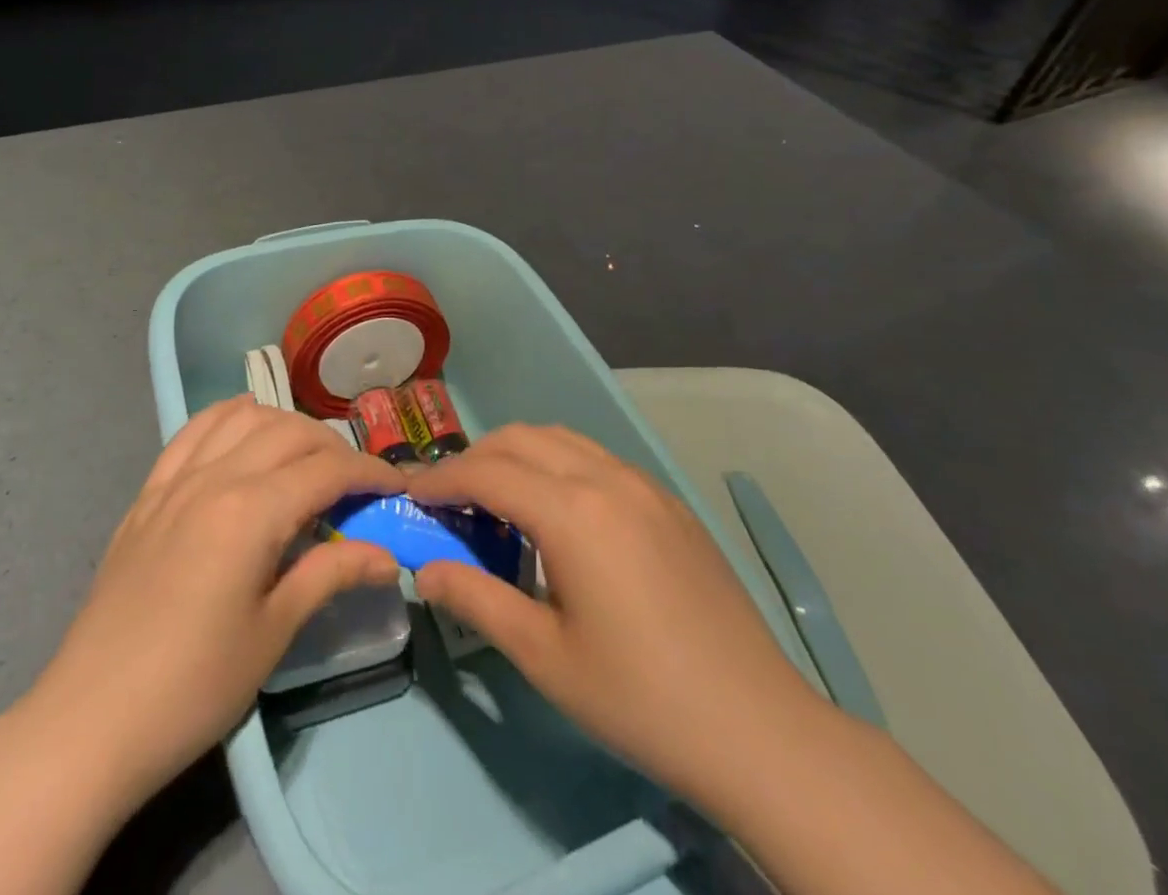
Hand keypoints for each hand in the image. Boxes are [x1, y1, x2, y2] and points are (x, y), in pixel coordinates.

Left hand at [29, 395, 404, 809]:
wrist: (91, 721)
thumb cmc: (193, 686)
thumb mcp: (273, 632)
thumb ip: (331, 574)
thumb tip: (388, 554)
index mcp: (250, 511)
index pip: (326, 469)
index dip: (370, 472)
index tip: (398, 487)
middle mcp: (214, 477)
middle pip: (289, 432)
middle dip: (333, 448)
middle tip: (356, 485)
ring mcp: (175, 480)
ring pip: (242, 416)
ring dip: (284, 425)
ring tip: (304, 459)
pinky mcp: (148, 493)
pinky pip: (193, 430)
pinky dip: (228, 417)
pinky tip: (244, 428)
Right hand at [408, 424, 826, 813]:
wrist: (757, 729)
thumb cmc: (639, 698)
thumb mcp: (544, 656)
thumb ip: (475, 600)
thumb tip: (424, 569)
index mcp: (572, 512)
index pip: (487, 472)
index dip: (442, 479)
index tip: (410, 494)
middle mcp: (606, 478)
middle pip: (521, 439)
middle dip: (476, 459)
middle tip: (450, 500)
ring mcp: (643, 485)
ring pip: (561, 439)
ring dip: (518, 455)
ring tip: (499, 500)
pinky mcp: (669, 502)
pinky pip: (597, 459)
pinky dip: (559, 465)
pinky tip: (560, 514)